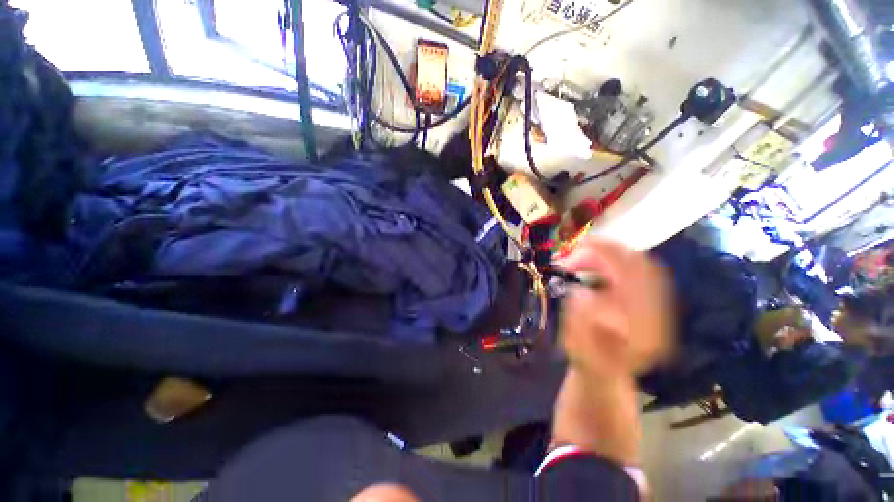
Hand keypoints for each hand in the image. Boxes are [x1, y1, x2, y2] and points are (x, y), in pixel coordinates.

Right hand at [549, 238, 674, 467]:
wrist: (609, 379)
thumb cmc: (592, 368)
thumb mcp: (581, 351)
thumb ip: (582, 325)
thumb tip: (582, 294)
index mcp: (642, 327)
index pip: (632, 278)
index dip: (604, 257)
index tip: (575, 250)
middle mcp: (657, 315)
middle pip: (640, 266)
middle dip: (606, 251)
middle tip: (575, 251)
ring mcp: (657, 309)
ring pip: (642, 267)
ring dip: (612, 256)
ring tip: (584, 257)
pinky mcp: (651, 306)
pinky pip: (640, 274)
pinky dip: (618, 263)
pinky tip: (599, 267)